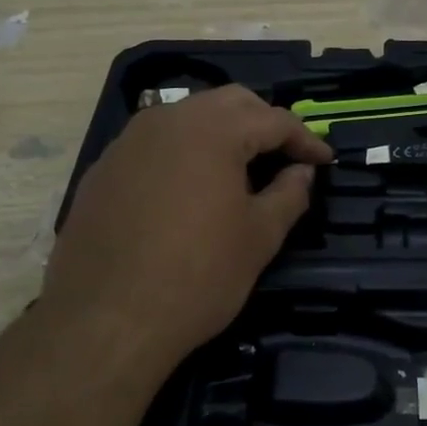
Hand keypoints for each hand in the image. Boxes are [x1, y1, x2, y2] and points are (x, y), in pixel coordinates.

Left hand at [44, 86, 330, 373]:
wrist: (105, 322)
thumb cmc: (198, 277)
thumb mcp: (259, 238)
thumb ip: (289, 195)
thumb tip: (301, 173)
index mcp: (212, 130)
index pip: (273, 119)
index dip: (305, 140)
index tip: (324, 162)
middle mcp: (167, 121)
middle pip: (229, 103)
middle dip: (264, 123)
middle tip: (286, 157)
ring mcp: (128, 143)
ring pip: (187, 118)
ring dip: (222, 133)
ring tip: (242, 170)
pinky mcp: (103, 170)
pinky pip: (154, 145)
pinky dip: (184, 153)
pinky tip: (190, 190)